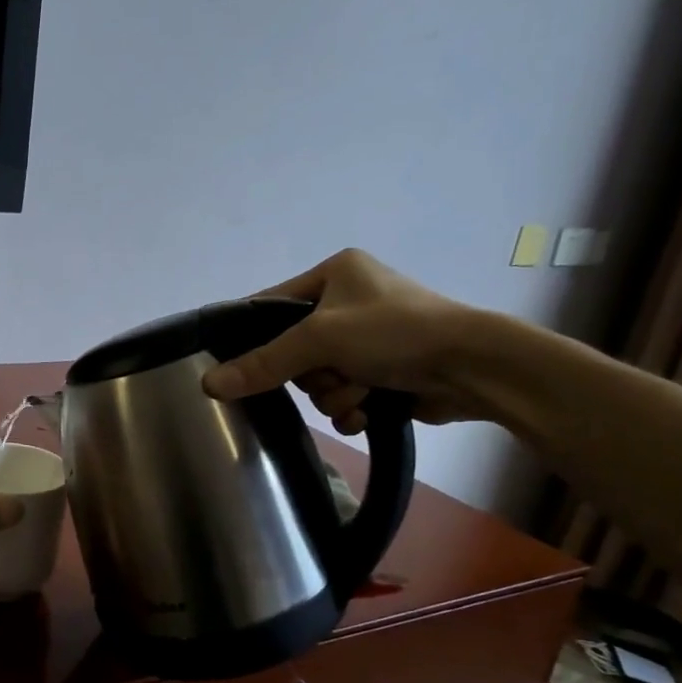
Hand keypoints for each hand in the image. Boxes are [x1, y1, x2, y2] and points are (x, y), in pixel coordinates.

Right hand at [202, 249, 483, 431]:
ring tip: (360, 392)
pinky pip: (344, 393)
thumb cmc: (395, 332)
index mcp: (335, 272)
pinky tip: (368, 410)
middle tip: (330, 373)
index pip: (272, 303)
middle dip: (312, 373)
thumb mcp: (320, 340)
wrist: (474, 367)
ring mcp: (370, 338)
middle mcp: (350, 300)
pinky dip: (352, 406)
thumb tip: (206, 384)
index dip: (253, 334)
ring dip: (335, 394)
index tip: (236, 363)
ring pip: (319, 378)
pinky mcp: (386, 370)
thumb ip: (262, 363)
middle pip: (294, 350)